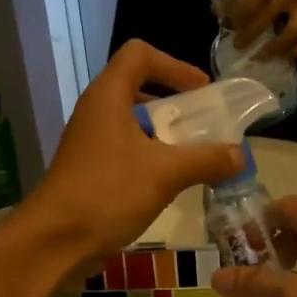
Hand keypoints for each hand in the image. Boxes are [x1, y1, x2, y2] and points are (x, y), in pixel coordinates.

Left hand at [23, 41, 243, 258]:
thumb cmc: (108, 193)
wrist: (55, 241)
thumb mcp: (166, 173)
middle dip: (175, 106)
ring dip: (166, 137)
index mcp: (108, 97)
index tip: (201, 91)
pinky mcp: (90, 173)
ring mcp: (91, 144)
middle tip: (204, 126)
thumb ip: (207, 160)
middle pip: (139, 89)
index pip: (140, 55)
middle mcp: (96, 113)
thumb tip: (241, 155)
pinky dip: (152, 160)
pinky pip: (127, 154)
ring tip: (194, 158)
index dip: (174, 65)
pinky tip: (171, 186)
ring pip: (134, 126)